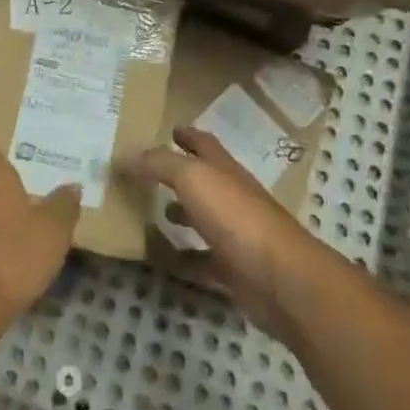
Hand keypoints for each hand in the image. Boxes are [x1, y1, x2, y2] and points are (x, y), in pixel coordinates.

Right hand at [127, 126, 338, 337]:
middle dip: (181, 174)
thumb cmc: (236, 217)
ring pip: (204, 218)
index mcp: (224, 169)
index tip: (170, 129)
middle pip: (204, 180)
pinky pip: (204, 260)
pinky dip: (186, 258)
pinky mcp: (235, 270)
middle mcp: (232, 197)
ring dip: (183, 213)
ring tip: (155, 213)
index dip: (187, 135)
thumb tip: (128, 155)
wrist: (280, 279)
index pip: (204, 143)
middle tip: (149, 174)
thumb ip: (160, 164)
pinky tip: (165, 260)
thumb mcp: (193, 178)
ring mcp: (236, 234)